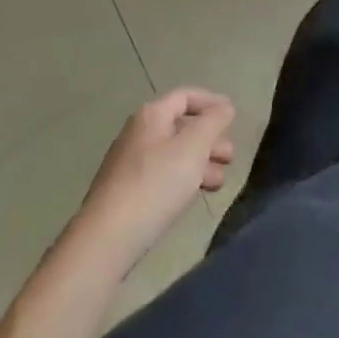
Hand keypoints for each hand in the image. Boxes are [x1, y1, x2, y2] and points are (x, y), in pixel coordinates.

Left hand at [72, 88, 235, 272]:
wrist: (105, 240)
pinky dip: (182, 180)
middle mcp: (137, 134)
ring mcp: (127, 165)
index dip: (211, 102)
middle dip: (209, 139)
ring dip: (199, 163)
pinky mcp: (124, 195)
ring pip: (172, 155)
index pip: (185, 96)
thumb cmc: (155, 183)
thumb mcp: (194, 146)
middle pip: (180, 127)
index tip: (232, 116)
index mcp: (151, 116)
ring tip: (219, 182)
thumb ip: (213, 121)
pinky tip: (192, 196)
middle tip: (229, 157)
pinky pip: (160, 176)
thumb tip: (224, 107)